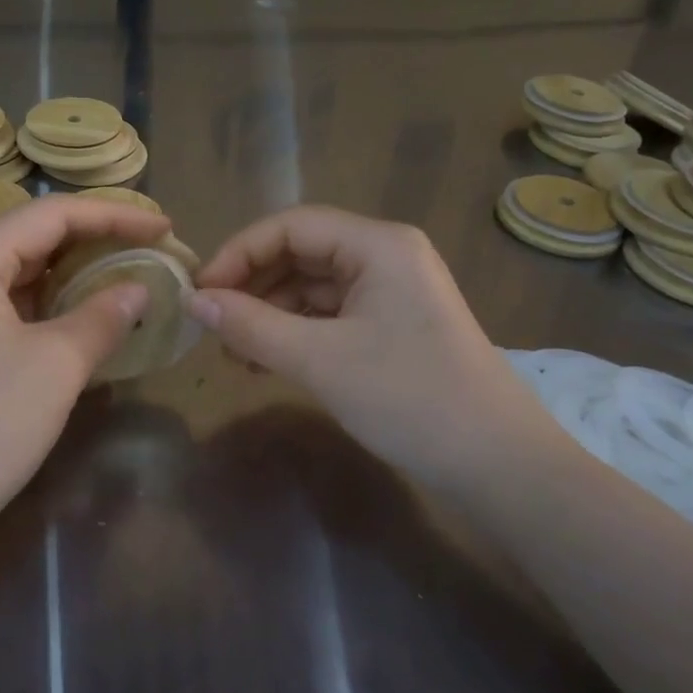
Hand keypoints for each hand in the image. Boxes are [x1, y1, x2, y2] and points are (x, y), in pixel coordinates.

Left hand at [0, 196, 171, 535]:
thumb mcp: (56, 365)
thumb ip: (103, 316)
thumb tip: (139, 289)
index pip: (53, 214)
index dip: (114, 215)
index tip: (164, 229)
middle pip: (35, 235)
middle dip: (97, 238)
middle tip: (151, 249)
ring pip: (25, 272)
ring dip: (77, 272)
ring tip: (128, 276)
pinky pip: (15, 305)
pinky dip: (55, 304)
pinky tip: (88, 318)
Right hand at [187, 207, 561, 487]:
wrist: (498, 465)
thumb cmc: (409, 398)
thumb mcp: (320, 360)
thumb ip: (251, 326)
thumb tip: (194, 300)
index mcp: (377, 244)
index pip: (290, 227)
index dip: (238, 253)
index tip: (200, 292)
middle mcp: (386, 255)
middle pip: (301, 253)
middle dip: (252, 286)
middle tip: (212, 324)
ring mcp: (393, 291)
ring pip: (313, 287)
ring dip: (269, 313)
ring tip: (232, 351)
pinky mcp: (393, 325)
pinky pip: (331, 315)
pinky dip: (295, 332)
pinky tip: (265, 362)